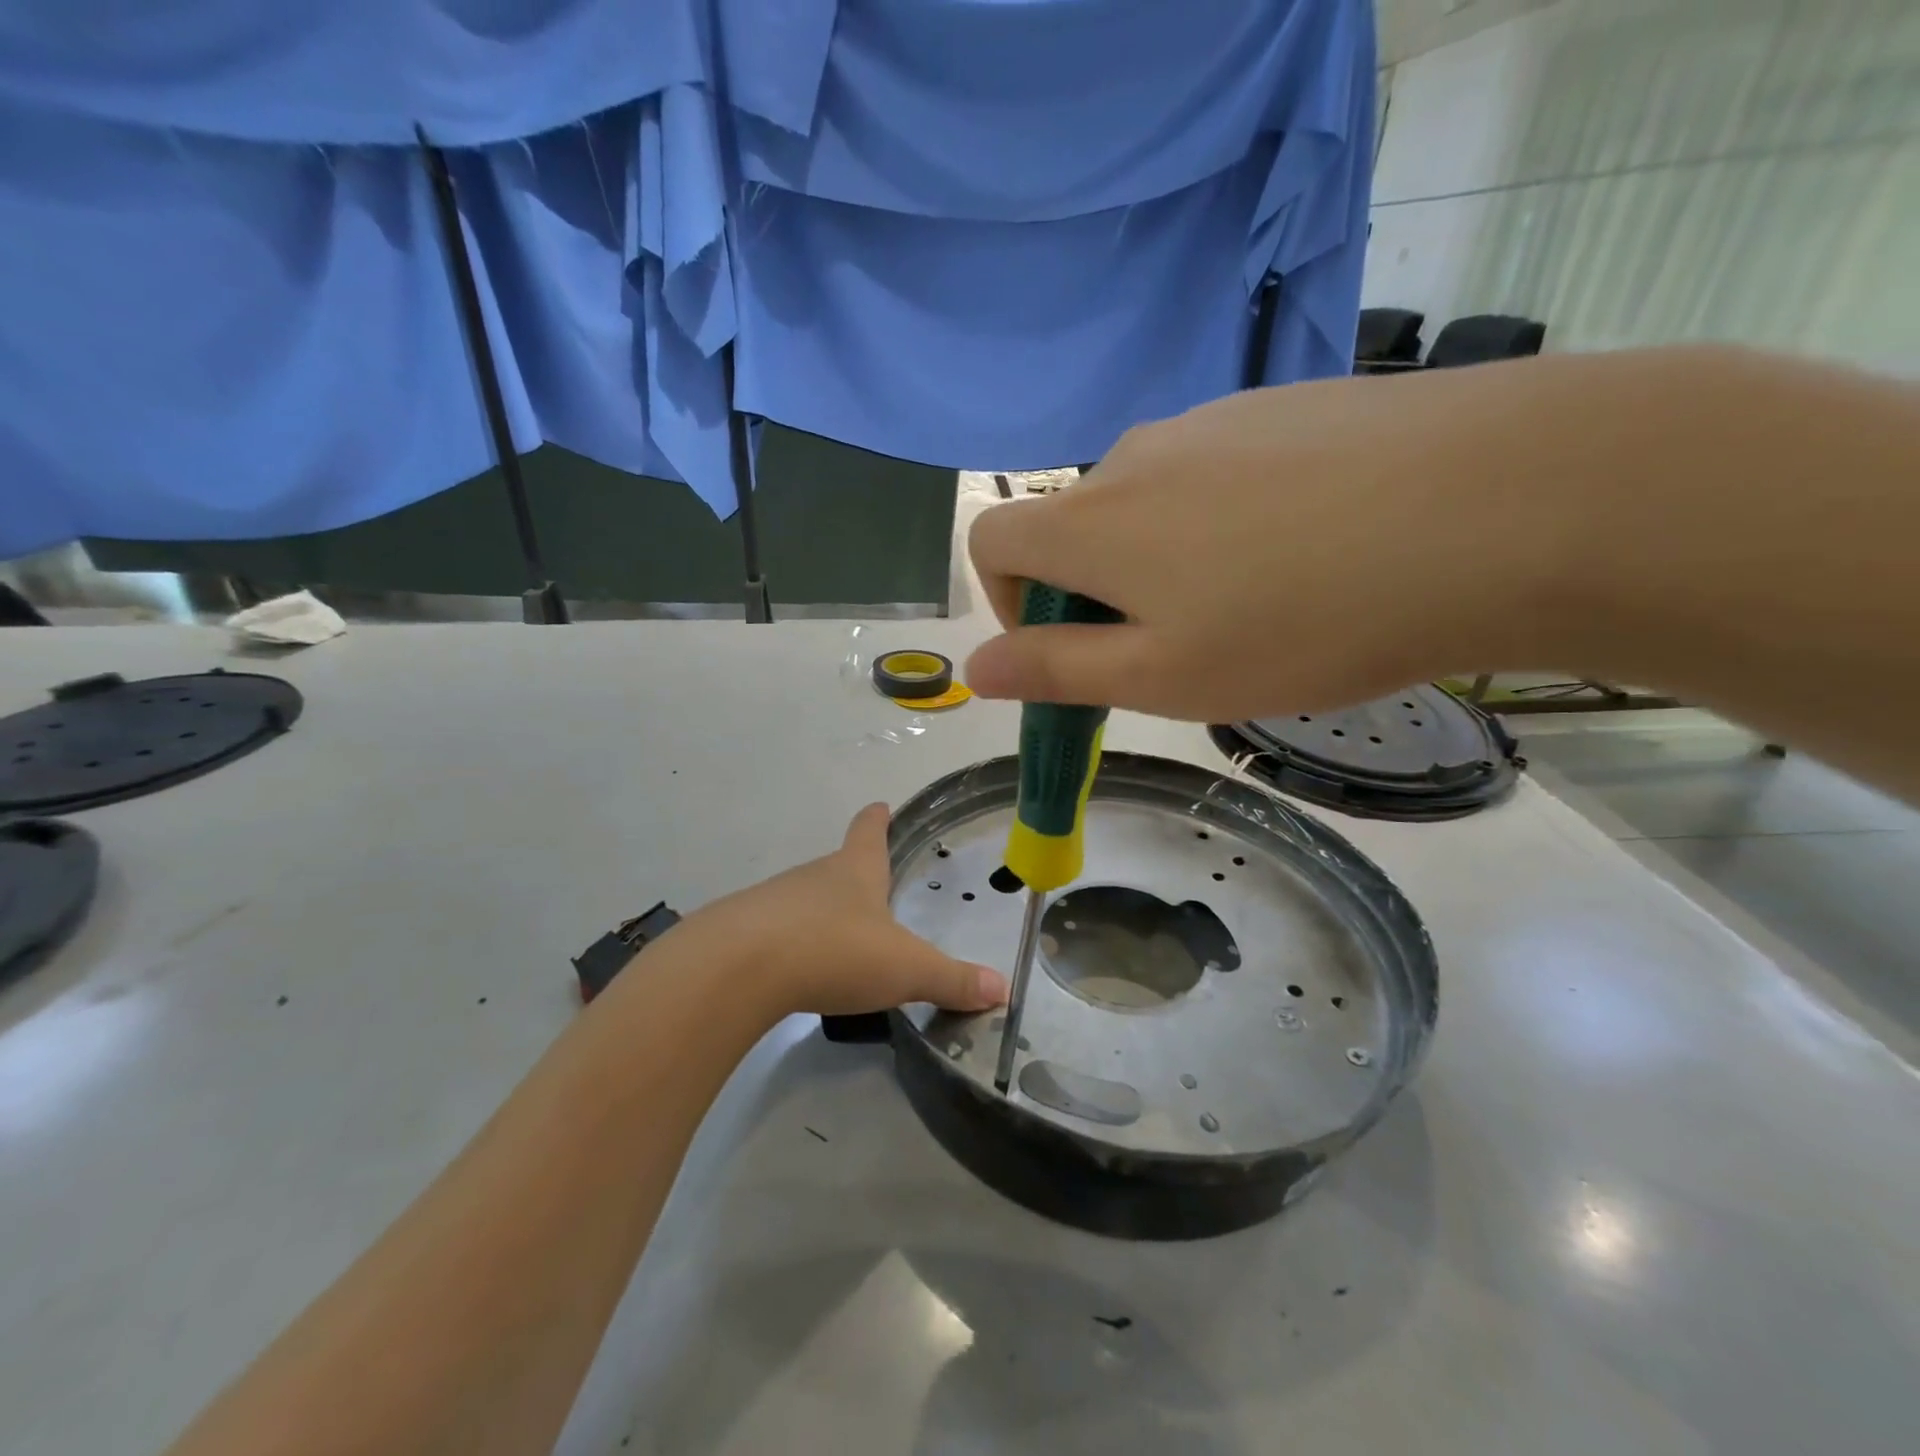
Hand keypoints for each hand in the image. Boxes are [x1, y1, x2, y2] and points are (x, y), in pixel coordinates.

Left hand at [698, 804, 1008, 1018]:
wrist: (738, 969)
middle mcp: (814, 876)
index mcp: (855, 871)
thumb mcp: (906, 969)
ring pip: (804, 900)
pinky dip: (789, 946)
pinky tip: (795, 972)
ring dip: (820, 914)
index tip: (879, 806)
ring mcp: (773, 901)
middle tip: (871, 895)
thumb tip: (1003, 989)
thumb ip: (952, 980)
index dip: (877, 819)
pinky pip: (774, 932)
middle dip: (853, 876)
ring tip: (837, 942)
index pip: (869, 831)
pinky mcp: (742, 933)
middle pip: (837, 866)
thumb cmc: (835, 951)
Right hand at [963, 355, 1604, 720]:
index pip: (991, 539)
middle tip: (1184, 649)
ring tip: (1260, 605)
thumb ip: (1055, 670)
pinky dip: (1227, 520)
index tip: (1070, 646)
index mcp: (1091, 521)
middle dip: (1100, 593)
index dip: (1007, 601)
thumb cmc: (1304, 620)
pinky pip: (1219, 469)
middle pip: (1076, 526)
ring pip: (1151, 501)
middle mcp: (1135, 455)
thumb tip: (974, 666)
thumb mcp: (1163, 676)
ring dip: (1167, 560)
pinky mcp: (1284, 404)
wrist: (1504, 504)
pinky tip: (1312, 549)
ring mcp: (1213, 418)